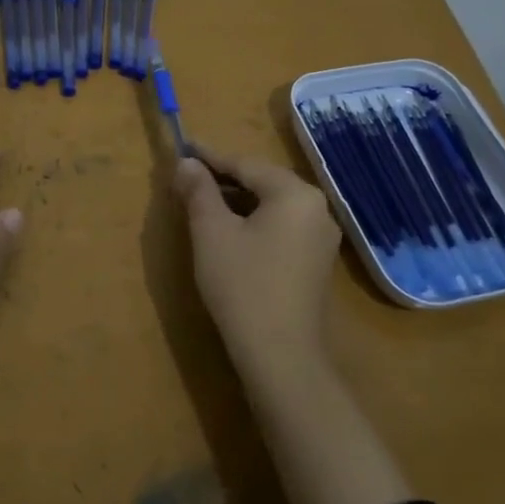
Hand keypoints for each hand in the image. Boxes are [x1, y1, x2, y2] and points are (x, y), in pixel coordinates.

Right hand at [172, 144, 339, 380]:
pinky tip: (230, 231)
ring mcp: (321, 237)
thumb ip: (199, 191)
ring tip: (203, 202)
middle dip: (224, 178)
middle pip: (263, 181)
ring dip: (238, 200)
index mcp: (295, 193)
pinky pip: (281, 226)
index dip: (210, 157)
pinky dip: (254, 221)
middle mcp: (316, 208)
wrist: (280, 355)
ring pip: (272, 205)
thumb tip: (186, 163)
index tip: (183, 148)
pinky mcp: (316, 262)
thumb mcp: (211, 232)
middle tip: (189, 177)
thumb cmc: (242, 284)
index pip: (245, 163)